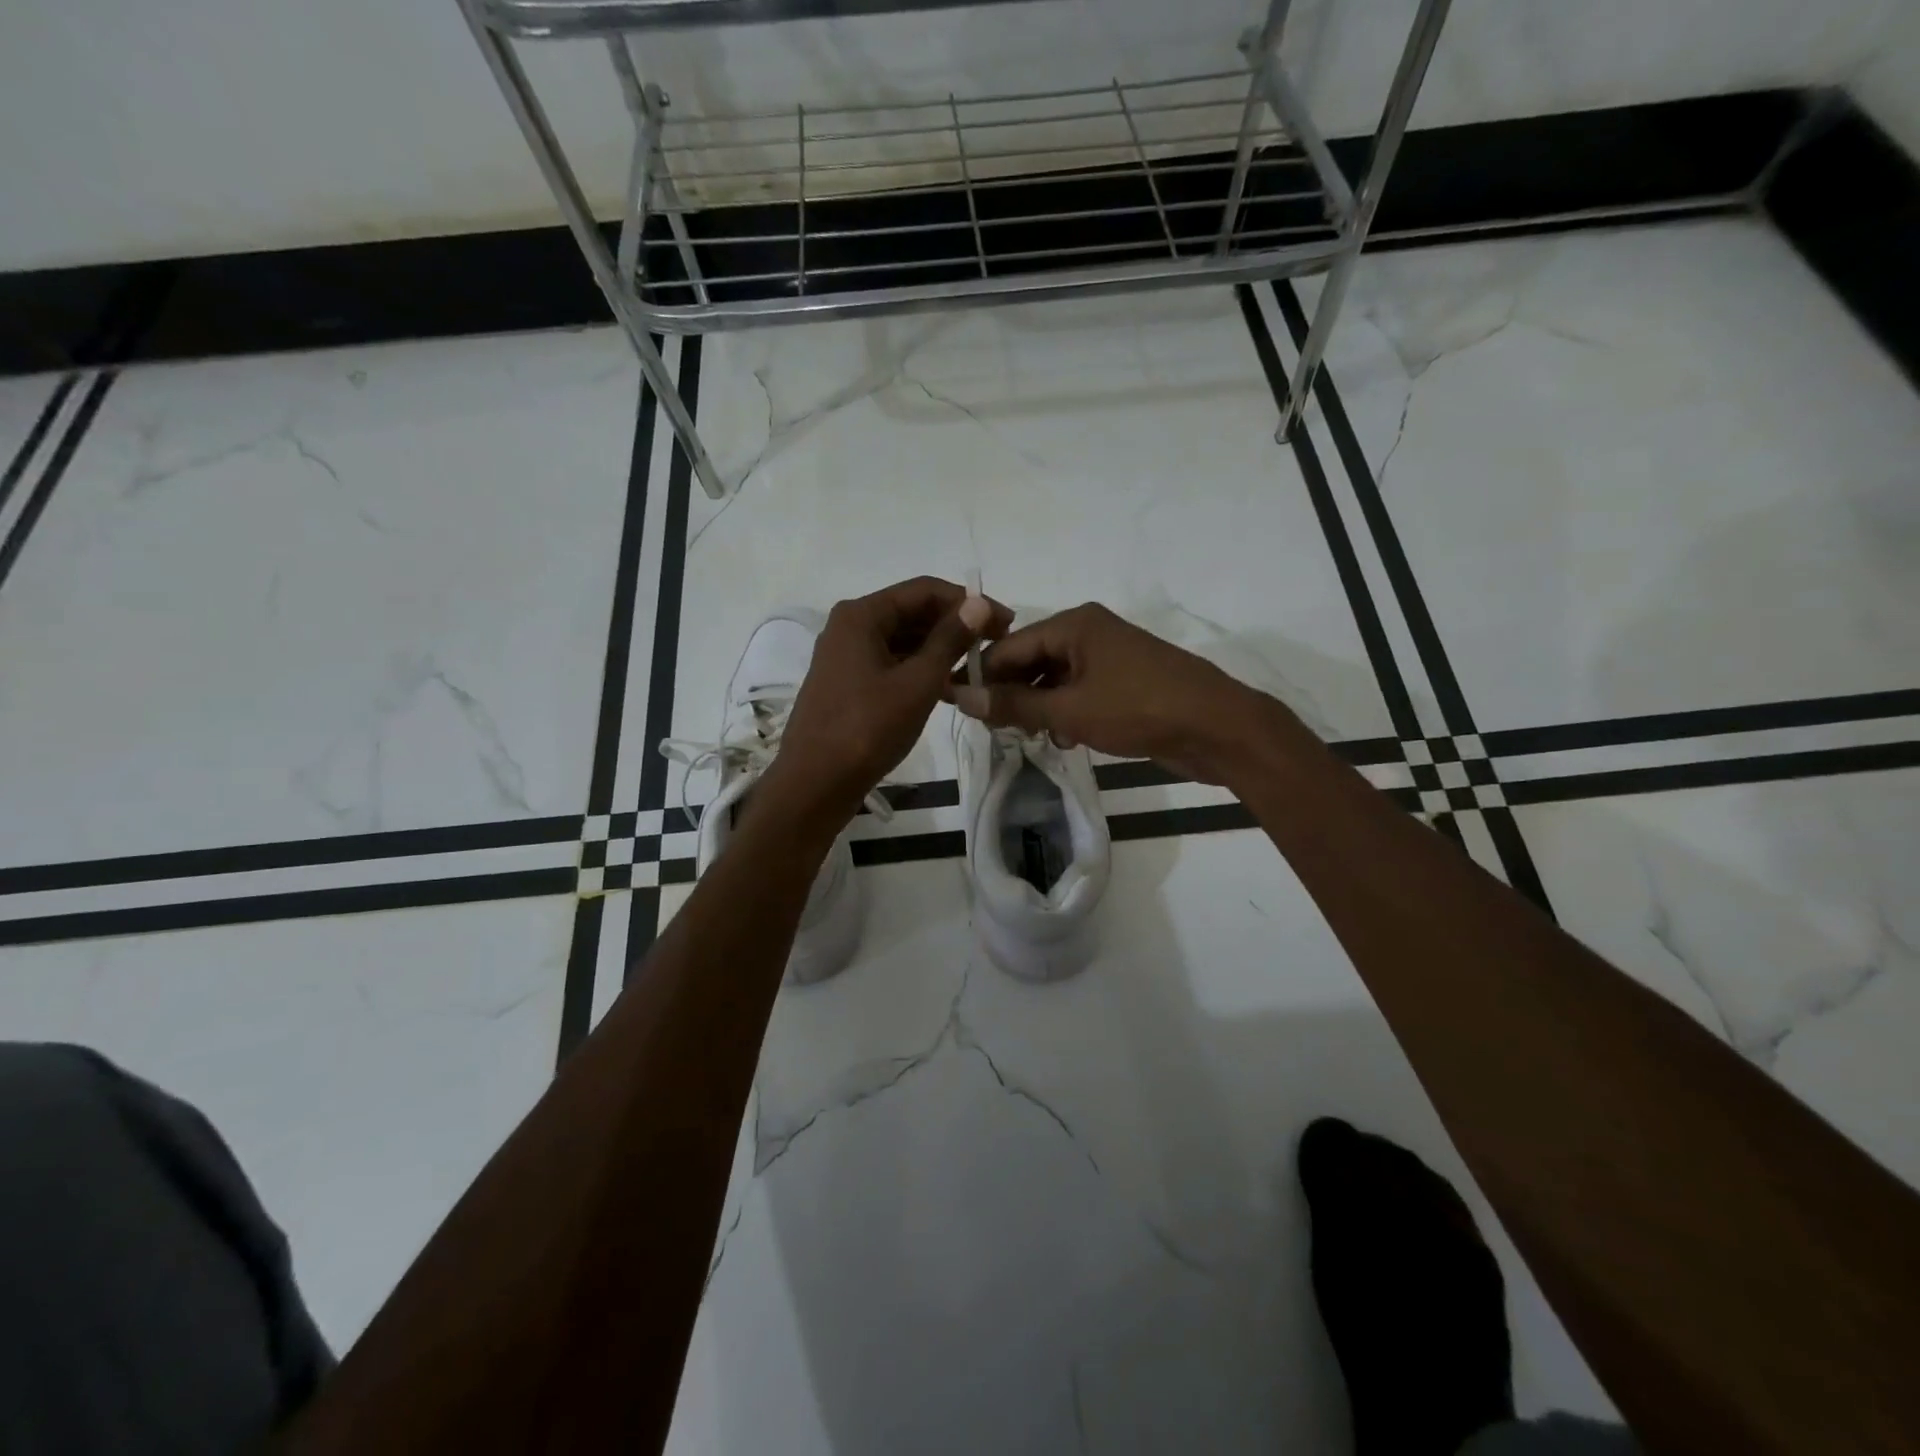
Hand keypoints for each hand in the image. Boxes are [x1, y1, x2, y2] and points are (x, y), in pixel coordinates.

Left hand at [767, 576, 1011, 823]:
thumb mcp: (917, 682)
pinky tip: (950, 690)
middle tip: (996, 647)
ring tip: (979, 670)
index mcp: (862, 615)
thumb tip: (979, 602)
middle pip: (913, 612)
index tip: (1005, 623)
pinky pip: (892, 664)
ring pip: (904, 641)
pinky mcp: (849, 683)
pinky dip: (920, 671)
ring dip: (940, 651)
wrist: (814, 784)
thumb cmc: (867, 729)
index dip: (968, 602)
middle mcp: (850, 626)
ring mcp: (847, 656)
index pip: (925, 590)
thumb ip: (950, 640)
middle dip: (955, 626)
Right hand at [948, 602, 1282, 783]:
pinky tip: (1063, 738)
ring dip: (1038, 707)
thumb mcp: (1070, 710)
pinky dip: (1065, 712)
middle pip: (1031, 660)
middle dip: (1012, 694)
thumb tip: (962, 697)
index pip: (1009, 646)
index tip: (960, 709)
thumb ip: (1015, 704)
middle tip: (995, 730)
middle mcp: (1089, 632)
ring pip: (1055, 679)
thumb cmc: (1139, 709)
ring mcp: (1109, 657)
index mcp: (1074, 624)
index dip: (983, 677)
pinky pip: (1079, 692)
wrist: (1218, 727)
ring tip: (1028, 738)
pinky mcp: (1124, 682)